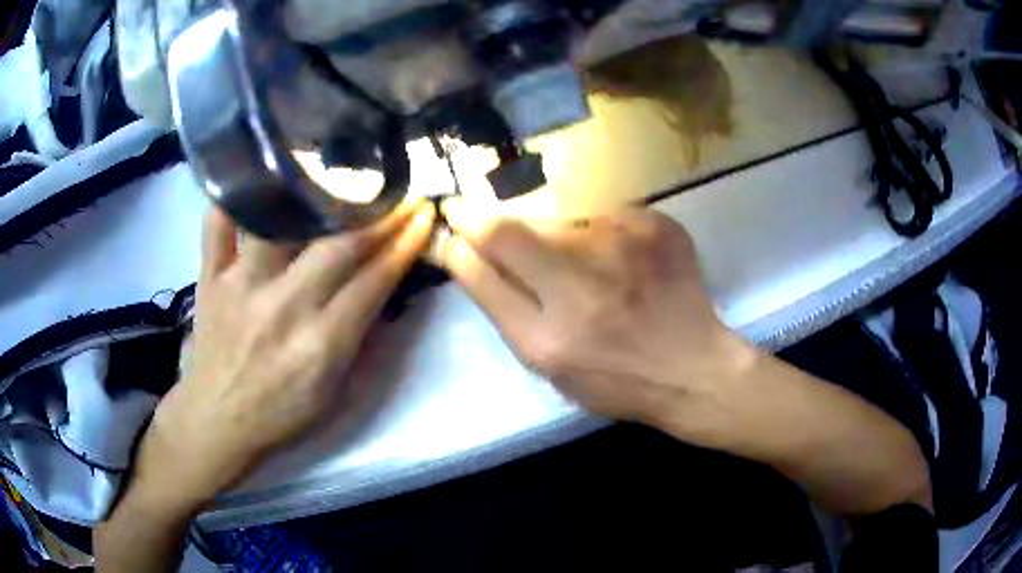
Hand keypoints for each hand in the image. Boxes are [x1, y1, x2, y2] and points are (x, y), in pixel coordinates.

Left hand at [137, 198, 435, 509]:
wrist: (217, 421)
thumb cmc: (280, 414)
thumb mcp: (336, 395)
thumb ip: (362, 342)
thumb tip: (384, 288)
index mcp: (319, 344)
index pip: (374, 281)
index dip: (405, 243)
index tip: (423, 215)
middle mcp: (281, 306)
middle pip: (337, 245)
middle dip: (379, 213)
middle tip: (399, 191)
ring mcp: (240, 285)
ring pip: (278, 221)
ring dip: (312, 192)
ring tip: (334, 172)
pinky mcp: (209, 277)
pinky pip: (217, 225)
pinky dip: (234, 196)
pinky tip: (255, 174)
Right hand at [438, 200, 931, 516]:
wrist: (728, 389)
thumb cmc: (651, 398)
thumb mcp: (572, 377)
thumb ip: (531, 315)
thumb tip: (494, 260)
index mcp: (565, 337)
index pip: (495, 259)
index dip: (470, 235)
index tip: (451, 219)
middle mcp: (596, 287)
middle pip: (525, 225)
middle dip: (503, 220)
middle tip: (500, 226)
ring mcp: (639, 254)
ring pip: (572, 217)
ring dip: (566, 232)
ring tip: (596, 271)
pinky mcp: (672, 233)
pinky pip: (615, 218)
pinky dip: (609, 233)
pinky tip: (633, 265)